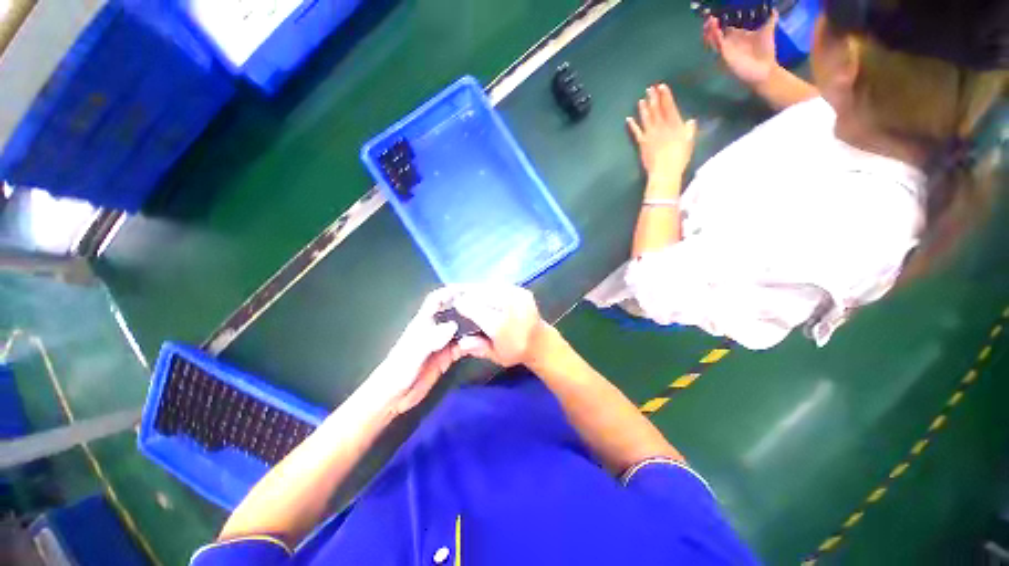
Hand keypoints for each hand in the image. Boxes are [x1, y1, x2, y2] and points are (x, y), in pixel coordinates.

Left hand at [367, 288, 481, 414]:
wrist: (394, 397)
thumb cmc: (399, 371)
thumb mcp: (413, 354)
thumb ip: (431, 339)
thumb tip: (453, 325)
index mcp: (423, 323)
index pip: (436, 300)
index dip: (450, 292)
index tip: (468, 290)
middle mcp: (434, 329)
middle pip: (453, 312)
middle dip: (467, 307)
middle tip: (487, 306)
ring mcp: (441, 343)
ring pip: (461, 329)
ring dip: (473, 325)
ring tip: (491, 323)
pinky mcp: (446, 357)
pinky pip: (463, 346)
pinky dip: (473, 343)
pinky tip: (484, 344)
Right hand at [451, 285, 547, 367]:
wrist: (541, 342)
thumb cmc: (515, 351)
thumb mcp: (495, 356)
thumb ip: (477, 347)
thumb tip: (460, 341)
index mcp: (502, 326)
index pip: (475, 309)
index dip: (461, 305)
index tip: (451, 304)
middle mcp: (511, 307)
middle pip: (481, 294)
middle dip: (465, 293)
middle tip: (452, 293)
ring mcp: (518, 296)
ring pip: (489, 287)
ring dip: (475, 289)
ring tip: (464, 291)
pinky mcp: (521, 290)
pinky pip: (498, 286)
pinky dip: (487, 288)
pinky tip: (480, 292)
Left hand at [627, 84, 696, 179]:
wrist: (664, 171)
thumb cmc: (679, 157)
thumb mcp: (689, 142)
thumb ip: (690, 130)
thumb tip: (690, 121)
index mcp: (674, 124)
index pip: (669, 106)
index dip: (665, 95)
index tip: (661, 86)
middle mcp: (661, 126)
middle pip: (656, 109)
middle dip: (653, 98)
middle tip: (650, 88)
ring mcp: (650, 134)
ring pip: (646, 118)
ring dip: (644, 108)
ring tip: (641, 99)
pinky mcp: (642, 143)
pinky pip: (636, 131)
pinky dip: (632, 125)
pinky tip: (628, 119)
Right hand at [702, 12, 779, 86]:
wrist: (764, 70)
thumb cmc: (765, 52)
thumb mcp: (768, 31)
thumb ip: (770, 20)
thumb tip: (774, 9)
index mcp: (737, 36)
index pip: (724, 26)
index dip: (720, 19)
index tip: (717, 12)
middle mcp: (730, 42)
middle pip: (715, 33)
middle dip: (711, 26)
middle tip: (709, 16)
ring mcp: (726, 49)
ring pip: (713, 39)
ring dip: (709, 30)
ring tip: (709, 20)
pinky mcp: (725, 55)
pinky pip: (717, 46)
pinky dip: (714, 37)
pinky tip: (714, 29)